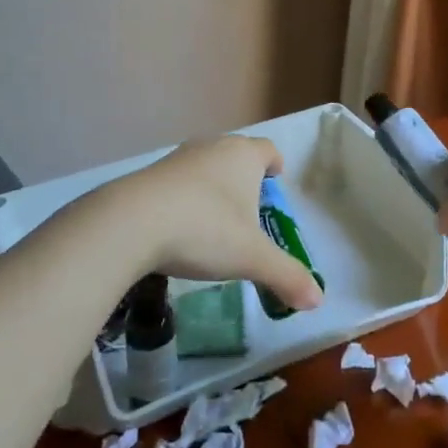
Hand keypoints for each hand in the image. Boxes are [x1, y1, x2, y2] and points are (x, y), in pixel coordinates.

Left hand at [111, 135, 323, 312]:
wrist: (130, 222)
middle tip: (248, 210)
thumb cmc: (204, 229)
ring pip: (205, 166)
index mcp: (244, 156)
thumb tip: (317, 300)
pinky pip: (177, 182)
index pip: (268, 149)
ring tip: (214, 222)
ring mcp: (178, 158)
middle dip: (245, 178)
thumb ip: (286, 276)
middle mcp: (213, 147)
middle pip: (236, 154)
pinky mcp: (148, 174)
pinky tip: (178, 228)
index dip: (275, 165)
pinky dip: (183, 198)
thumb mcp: (251, 258)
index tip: (276, 183)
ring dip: (212, 187)